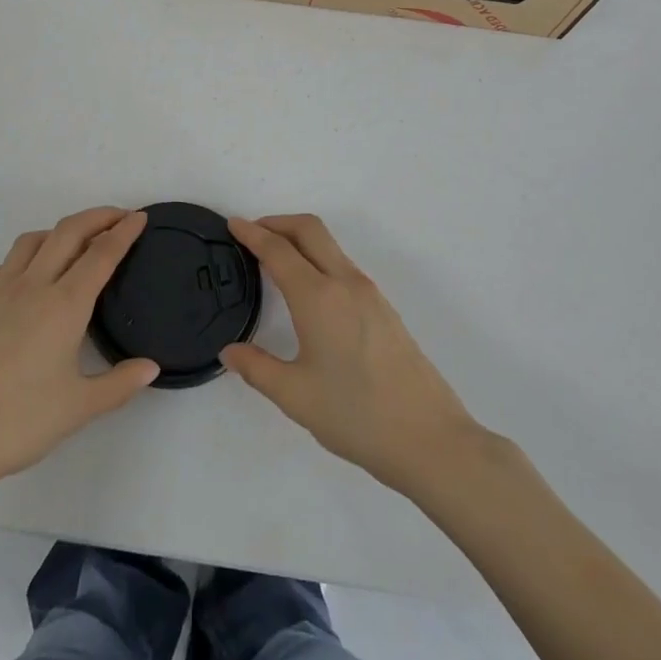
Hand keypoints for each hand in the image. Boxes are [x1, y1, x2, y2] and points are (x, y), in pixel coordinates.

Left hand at [0, 207, 158, 500]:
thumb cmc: (17, 422)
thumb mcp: (78, 408)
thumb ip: (119, 384)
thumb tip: (151, 367)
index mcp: (64, 305)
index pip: (101, 254)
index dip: (124, 232)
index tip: (140, 217)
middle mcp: (33, 287)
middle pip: (67, 233)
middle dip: (96, 217)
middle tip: (119, 216)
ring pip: (31, 242)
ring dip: (58, 231)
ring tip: (74, 242)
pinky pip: (1, 267)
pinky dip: (21, 259)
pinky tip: (26, 277)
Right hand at [222, 215, 484, 494]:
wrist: (430, 438)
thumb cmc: (356, 415)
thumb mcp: (296, 396)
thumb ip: (257, 368)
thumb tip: (230, 351)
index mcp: (318, 298)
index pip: (278, 250)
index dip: (252, 233)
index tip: (232, 224)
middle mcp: (345, 283)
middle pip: (309, 229)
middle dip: (278, 222)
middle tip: (252, 232)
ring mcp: (369, 293)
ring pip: (330, 245)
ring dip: (300, 239)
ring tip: (275, 259)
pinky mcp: (384, 308)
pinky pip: (343, 265)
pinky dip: (318, 258)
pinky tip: (309, 289)